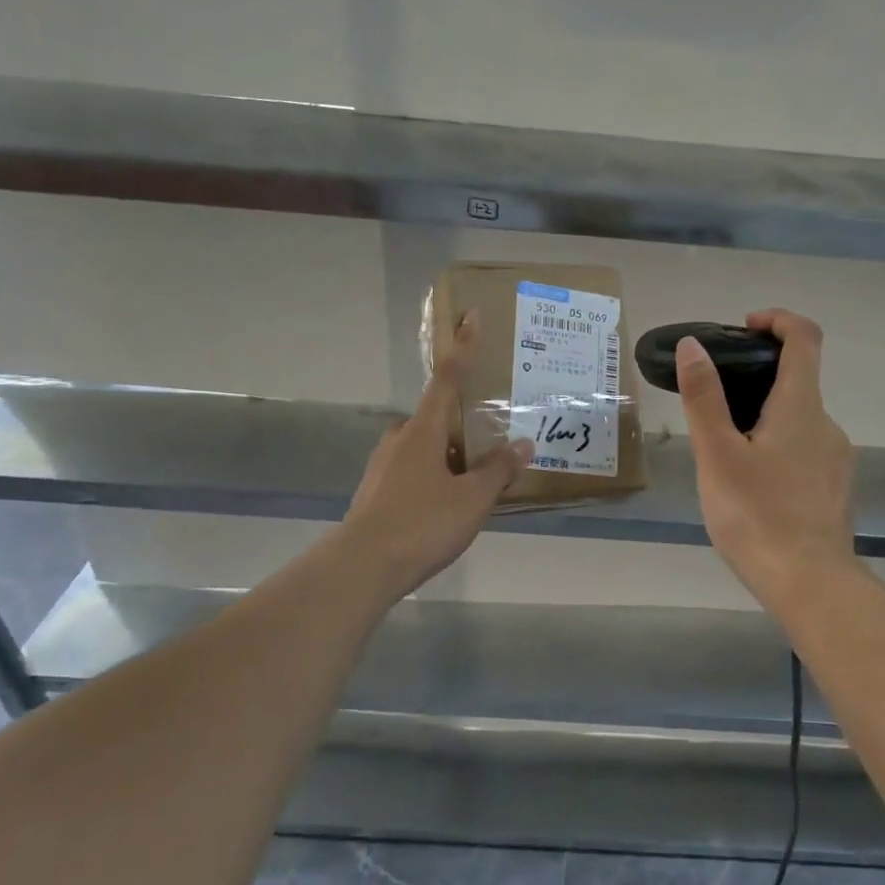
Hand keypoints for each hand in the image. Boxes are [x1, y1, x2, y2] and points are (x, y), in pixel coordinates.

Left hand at [342, 310, 531, 596]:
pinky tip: (449, 506)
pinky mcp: (376, 493)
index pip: (447, 379)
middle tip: (489, 442)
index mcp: (422, 431)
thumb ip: (498, 470)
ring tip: (476, 481)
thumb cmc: (423, 523)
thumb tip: (522, 444)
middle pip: (434, 419)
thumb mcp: (472, 498)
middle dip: (460, 425)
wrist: (362, 568)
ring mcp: (383, 467)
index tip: (469, 316)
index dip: (463, 348)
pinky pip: (413, 473)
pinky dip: (434, 478)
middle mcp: (399, 440)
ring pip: (423, 449)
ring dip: (448, 456)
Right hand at [676, 308, 857, 612]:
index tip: (745, 327)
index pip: (804, 338)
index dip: (778, 320)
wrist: (810, 584)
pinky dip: (778, 447)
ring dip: (765, 418)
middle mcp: (826, 424)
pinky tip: (751, 485)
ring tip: (724, 451)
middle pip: (798, 380)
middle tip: (715, 401)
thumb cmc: (757, 515)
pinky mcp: (835, 488)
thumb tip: (694, 346)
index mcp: (801, 407)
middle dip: (757, 377)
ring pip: (799, 420)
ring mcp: (836, 459)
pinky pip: (805, 450)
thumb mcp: (717, 455)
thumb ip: (704, 398)